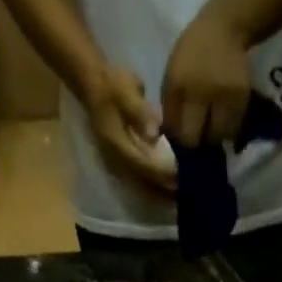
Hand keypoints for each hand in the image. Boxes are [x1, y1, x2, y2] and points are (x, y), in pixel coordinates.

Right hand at [76, 65, 175, 195]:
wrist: (93, 86)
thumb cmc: (112, 86)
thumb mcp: (125, 90)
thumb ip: (139, 112)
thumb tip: (154, 134)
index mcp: (118, 146)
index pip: (144, 166)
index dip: (164, 174)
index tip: (183, 177)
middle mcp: (117, 162)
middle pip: (144, 183)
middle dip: (165, 189)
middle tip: (188, 191)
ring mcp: (117, 166)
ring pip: (142, 187)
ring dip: (160, 193)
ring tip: (180, 195)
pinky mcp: (120, 165)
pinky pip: (139, 183)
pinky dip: (154, 188)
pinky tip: (168, 190)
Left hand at [162, 3, 252, 147]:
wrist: (225, 27)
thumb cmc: (193, 52)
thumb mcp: (172, 73)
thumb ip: (171, 106)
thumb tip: (172, 138)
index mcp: (178, 85)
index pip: (175, 130)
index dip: (178, 137)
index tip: (182, 133)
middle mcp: (200, 92)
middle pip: (195, 139)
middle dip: (195, 140)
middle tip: (198, 134)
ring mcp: (223, 96)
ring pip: (216, 137)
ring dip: (213, 137)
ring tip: (212, 127)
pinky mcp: (241, 98)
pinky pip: (233, 128)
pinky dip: (228, 129)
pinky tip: (224, 120)